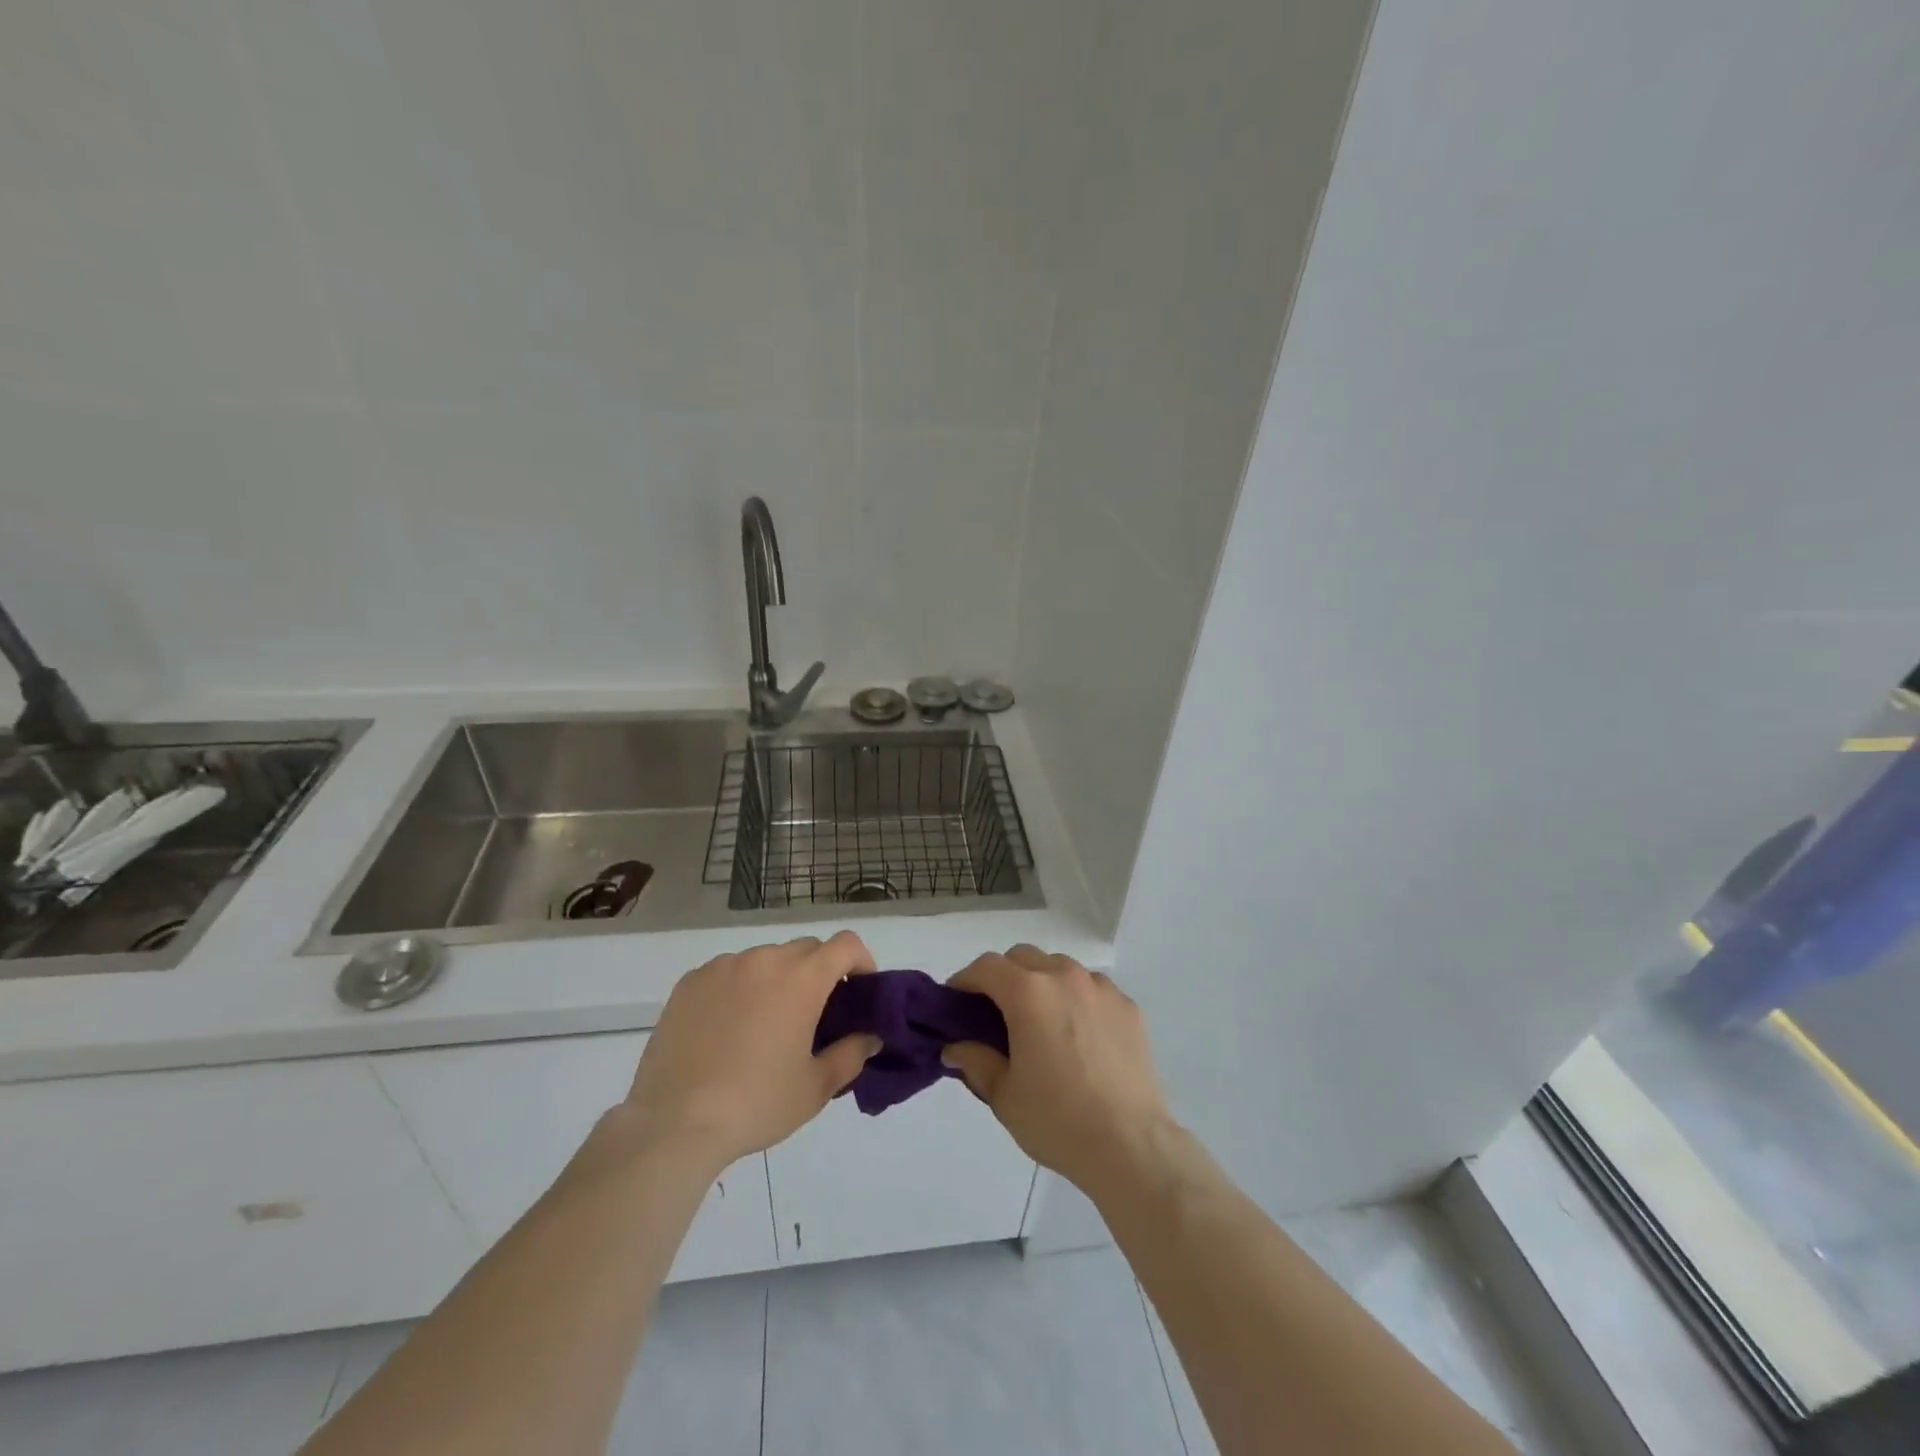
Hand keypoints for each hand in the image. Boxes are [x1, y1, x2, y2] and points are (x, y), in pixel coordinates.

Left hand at [624, 932, 880, 1171]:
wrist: (674, 1123)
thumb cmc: (757, 1103)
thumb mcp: (816, 1088)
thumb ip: (851, 1054)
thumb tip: (869, 1036)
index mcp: (802, 978)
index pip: (846, 944)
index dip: (861, 961)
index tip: (859, 990)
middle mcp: (764, 959)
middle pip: (806, 949)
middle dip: (819, 972)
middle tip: (815, 1014)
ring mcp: (723, 967)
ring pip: (765, 959)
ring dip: (777, 979)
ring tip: (766, 1023)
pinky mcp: (690, 982)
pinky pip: (728, 972)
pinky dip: (739, 988)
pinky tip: (727, 1028)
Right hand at [942, 945, 1173, 1195]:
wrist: (1131, 1145)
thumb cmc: (1058, 1120)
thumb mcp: (1004, 1096)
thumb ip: (975, 1061)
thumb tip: (956, 1048)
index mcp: (1029, 993)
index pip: (987, 967)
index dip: (965, 980)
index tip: (956, 1003)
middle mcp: (1065, 977)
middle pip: (1023, 958)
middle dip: (1003, 977)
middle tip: (995, 1013)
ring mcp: (1101, 988)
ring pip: (1060, 968)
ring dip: (1041, 983)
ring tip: (1040, 1023)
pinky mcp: (1128, 1006)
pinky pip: (1092, 988)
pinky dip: (1075, 999)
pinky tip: (1078, 1035)